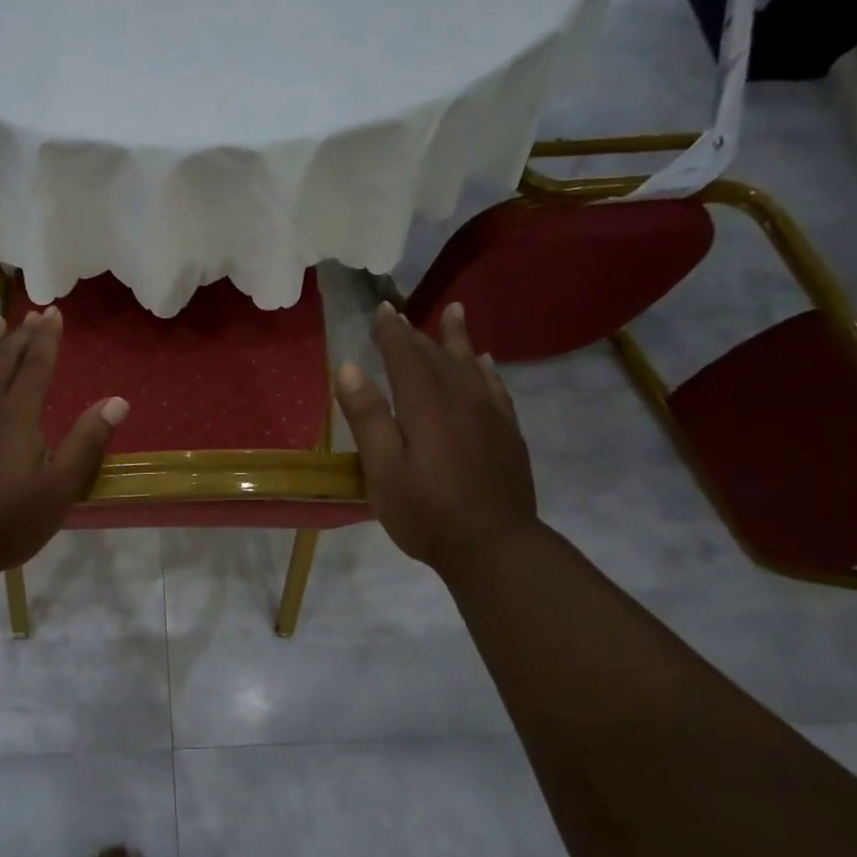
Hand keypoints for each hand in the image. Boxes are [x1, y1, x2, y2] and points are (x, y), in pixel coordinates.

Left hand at [0, 308, 128, 574]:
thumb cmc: (10, 519)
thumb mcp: (61, 487)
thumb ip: (87, 441)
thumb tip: (117, 401)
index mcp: (18, 414)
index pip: (36, 365)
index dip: (47, 338)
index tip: (53, 313)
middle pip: (4, 360)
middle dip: (21, 335)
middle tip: (33, 314)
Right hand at [335, 301, 538, 582]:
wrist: (494, 547)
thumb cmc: (427, 514)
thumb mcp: (383, 471)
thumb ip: (368, 418)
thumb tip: (349, 367)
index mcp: (426, 408)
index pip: (406, 358)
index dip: (392, 333)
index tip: (382, 309)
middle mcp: (461, 402)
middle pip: (438, 358)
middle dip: (417, 334)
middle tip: (402, 313)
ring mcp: (490, 418)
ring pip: (471, 367)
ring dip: (458, 339)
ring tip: (455, 312)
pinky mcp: (507, 436)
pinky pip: (497, 389)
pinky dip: (487, 371)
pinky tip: (485, 364)